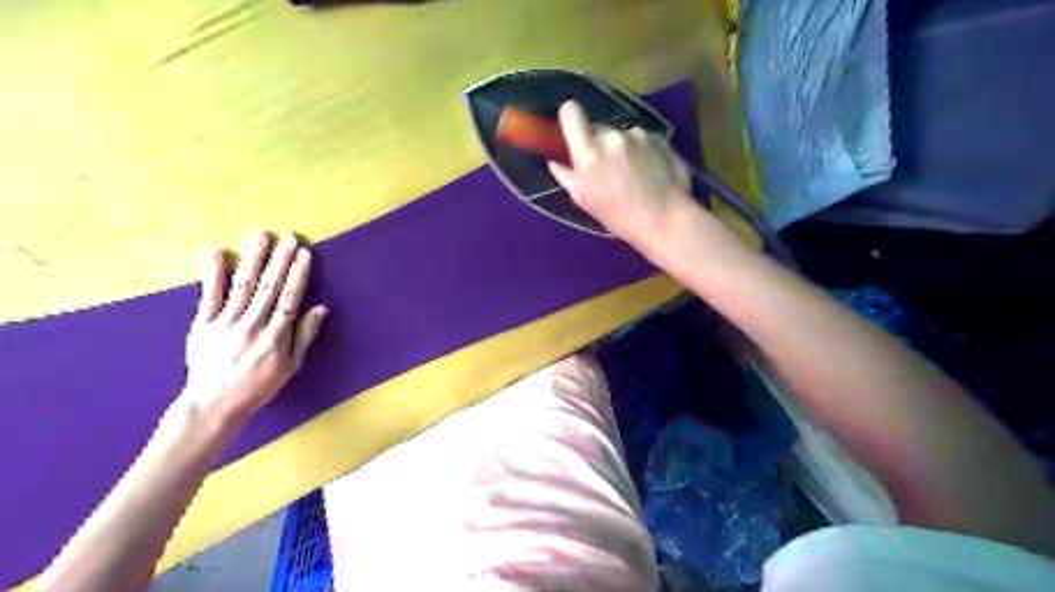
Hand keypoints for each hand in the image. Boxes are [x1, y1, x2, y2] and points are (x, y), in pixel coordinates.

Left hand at [178, 231, 326, 429]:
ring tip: (262, 237)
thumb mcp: (291, 366)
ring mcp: (225, 323)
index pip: (290, 298)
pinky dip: (213, 274)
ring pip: (243, 286)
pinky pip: (209, 296)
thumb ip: (304, 335)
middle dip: (281, 260)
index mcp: (276, 336)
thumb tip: (320, 308)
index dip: (298, 274)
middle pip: (269, 287)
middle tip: (289, 238)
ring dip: (254, 260)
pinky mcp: (203, 325)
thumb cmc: (259, 385)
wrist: (214, 403)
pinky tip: (218, 254)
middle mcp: (252, 325)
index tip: (304, 254)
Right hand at [548, 100, 697, 248]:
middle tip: (606, 167)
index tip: (573, 128)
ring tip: (632, 173)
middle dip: (599, 143)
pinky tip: (649, 172)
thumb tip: (554, 162)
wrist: (664, 219)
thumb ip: (566, 176)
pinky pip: (642, 138)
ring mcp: (638, 134)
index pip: (571, 112)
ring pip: (622, 134)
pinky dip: (642, 150)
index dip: (570, 117)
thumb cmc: (618, 216)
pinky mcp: (659, 137)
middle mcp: (612, 135)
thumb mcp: (584, 200)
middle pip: (598, 128)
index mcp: (589, 151)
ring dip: (622, 147)